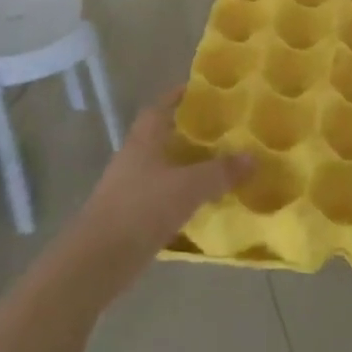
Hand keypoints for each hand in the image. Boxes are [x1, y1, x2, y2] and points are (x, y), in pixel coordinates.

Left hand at [70, 86, 250, 290]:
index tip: (203, 91)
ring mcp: (130, 188)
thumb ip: (221, 171)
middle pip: (163, 136)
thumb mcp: (188, 187)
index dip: (178, 96)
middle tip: (223, 129)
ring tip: (221, 164)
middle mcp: (134, 158)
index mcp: (143, 140)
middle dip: (190, 131)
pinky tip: (204, 202)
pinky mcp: (132, 215)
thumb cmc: (141, 209)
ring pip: (164, 166)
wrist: (98, 260)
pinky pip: (163, 195)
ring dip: (188, 164)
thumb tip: (252, 157)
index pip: (160, 107)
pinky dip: (183, 194)